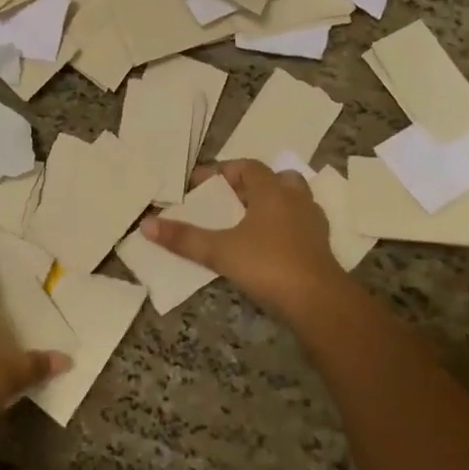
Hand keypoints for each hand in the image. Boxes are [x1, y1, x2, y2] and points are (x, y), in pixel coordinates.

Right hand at [143, 160, 349, 326]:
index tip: (199, 184)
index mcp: (272, 191)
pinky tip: (268, 246)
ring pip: (293, 201)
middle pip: (276, 179)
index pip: (247, 166)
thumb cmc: (268, 265)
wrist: (320, 302)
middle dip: (251, 185)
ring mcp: (313, 223)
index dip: (222, 171)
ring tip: (247, 222)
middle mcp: (295, 199)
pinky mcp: (322, 248)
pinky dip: (284, 228)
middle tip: (228, 200)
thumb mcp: (219, 251)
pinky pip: (301, 226)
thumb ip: (184, 238)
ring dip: (272, 205)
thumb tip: (147, 224)